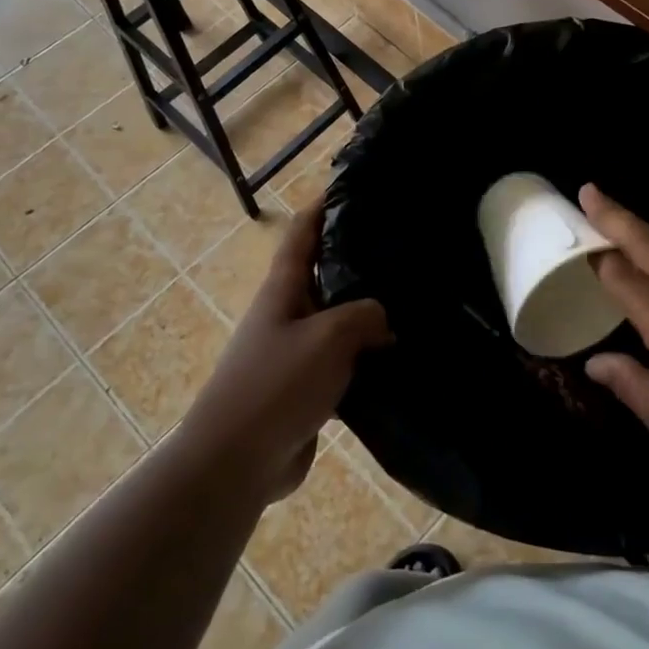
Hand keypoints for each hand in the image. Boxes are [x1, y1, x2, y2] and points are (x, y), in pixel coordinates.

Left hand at [179, 205, 391, 501]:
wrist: (236, 462)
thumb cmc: (277, 384)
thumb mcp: (329, 336)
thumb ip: (365, 315)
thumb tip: (383, 320)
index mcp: (283, 290)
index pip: (302, 235)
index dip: (321, 207)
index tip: (350, 187)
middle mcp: (287, 315)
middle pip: (324, 275)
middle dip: (356, 260)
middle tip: (401, 248)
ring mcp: (295, 354)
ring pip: (338, 322)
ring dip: (368, 314)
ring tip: (412, 302)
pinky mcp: (306, 390)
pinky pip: (342, 363)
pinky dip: (367, 357)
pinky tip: (399, 359)